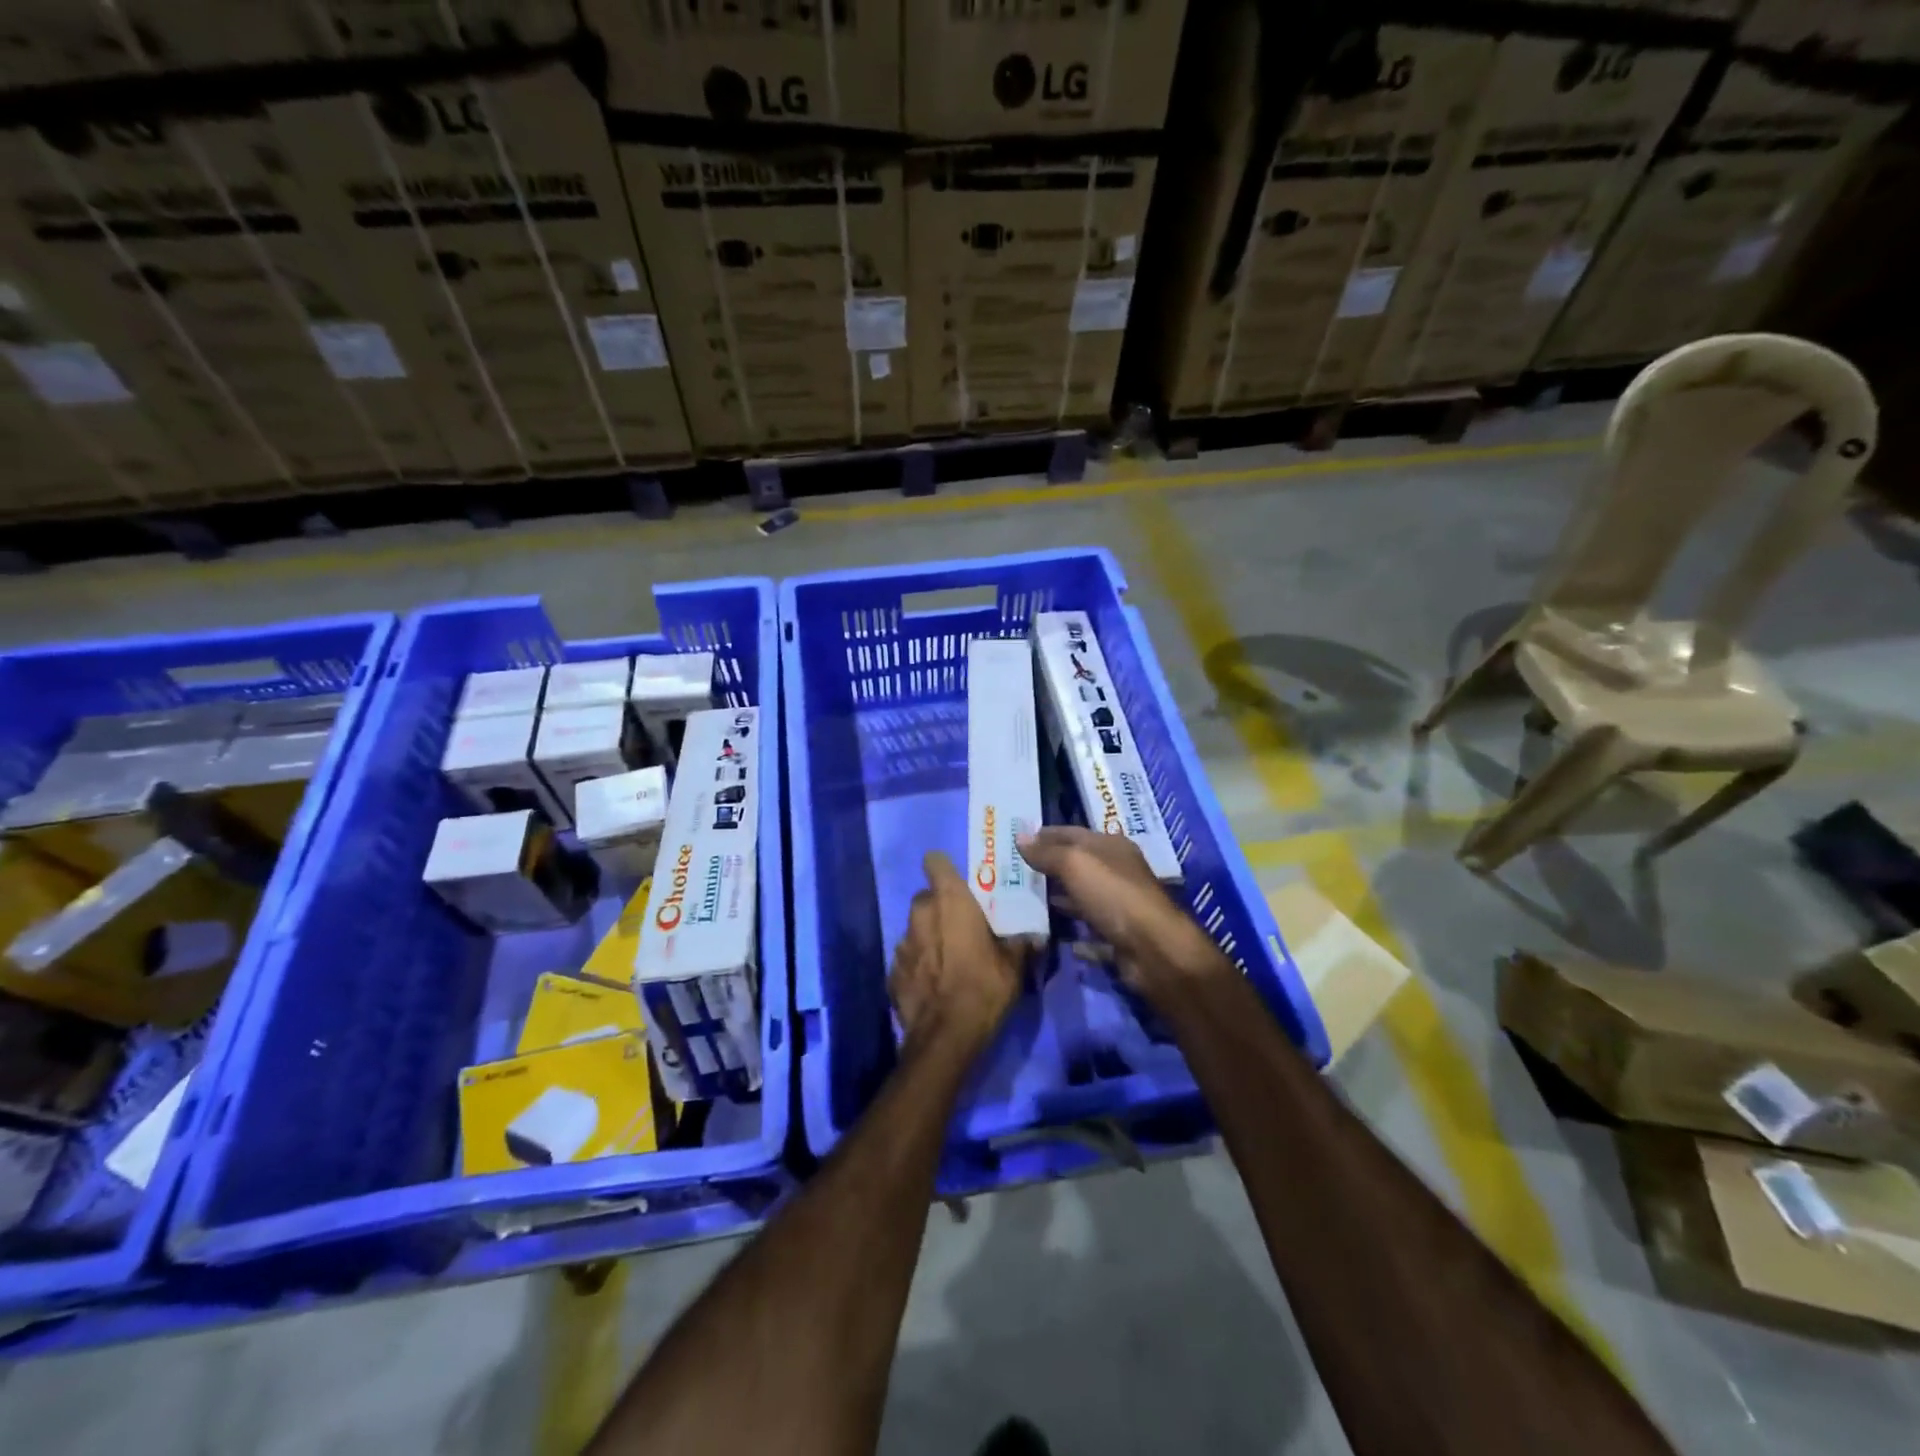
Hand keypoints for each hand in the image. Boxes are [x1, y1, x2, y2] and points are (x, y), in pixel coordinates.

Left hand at [890, 851, 1023, 1055]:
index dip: (944, 869)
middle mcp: (920, 914)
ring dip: (928, 937)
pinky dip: (918, 965)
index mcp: (950, 901)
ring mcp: (901, 943)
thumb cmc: (983, 988)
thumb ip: (1021, 943)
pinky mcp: (892, 972)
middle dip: (940, 907)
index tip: (959, 884)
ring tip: (948, 960)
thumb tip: (1034, 936)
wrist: (945, 1038)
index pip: (935, 862)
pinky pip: (907, 959)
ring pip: (915, 928)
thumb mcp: (1014, 966)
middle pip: (926, 897)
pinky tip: (933, 984)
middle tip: (961, 927)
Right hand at [1015, 827, 1223, 999]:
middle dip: (1048, 865)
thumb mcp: (1075, 864)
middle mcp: (1117, 871)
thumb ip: (1047, 852)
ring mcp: (1119, 904)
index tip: (1016, 840)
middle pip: (1077, 864)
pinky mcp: (1118, 935)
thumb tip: (1020, 838)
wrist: (1152, 948)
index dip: (1045, 834)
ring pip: (1081, 896)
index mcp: (1111, 846)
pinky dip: (1070, 929)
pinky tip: (1047, 932)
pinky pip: (1087, 929)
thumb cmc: (1113, 894)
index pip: (1072, 833)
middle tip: (1013, 870)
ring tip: (1024, 899)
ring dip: (1057, 897)